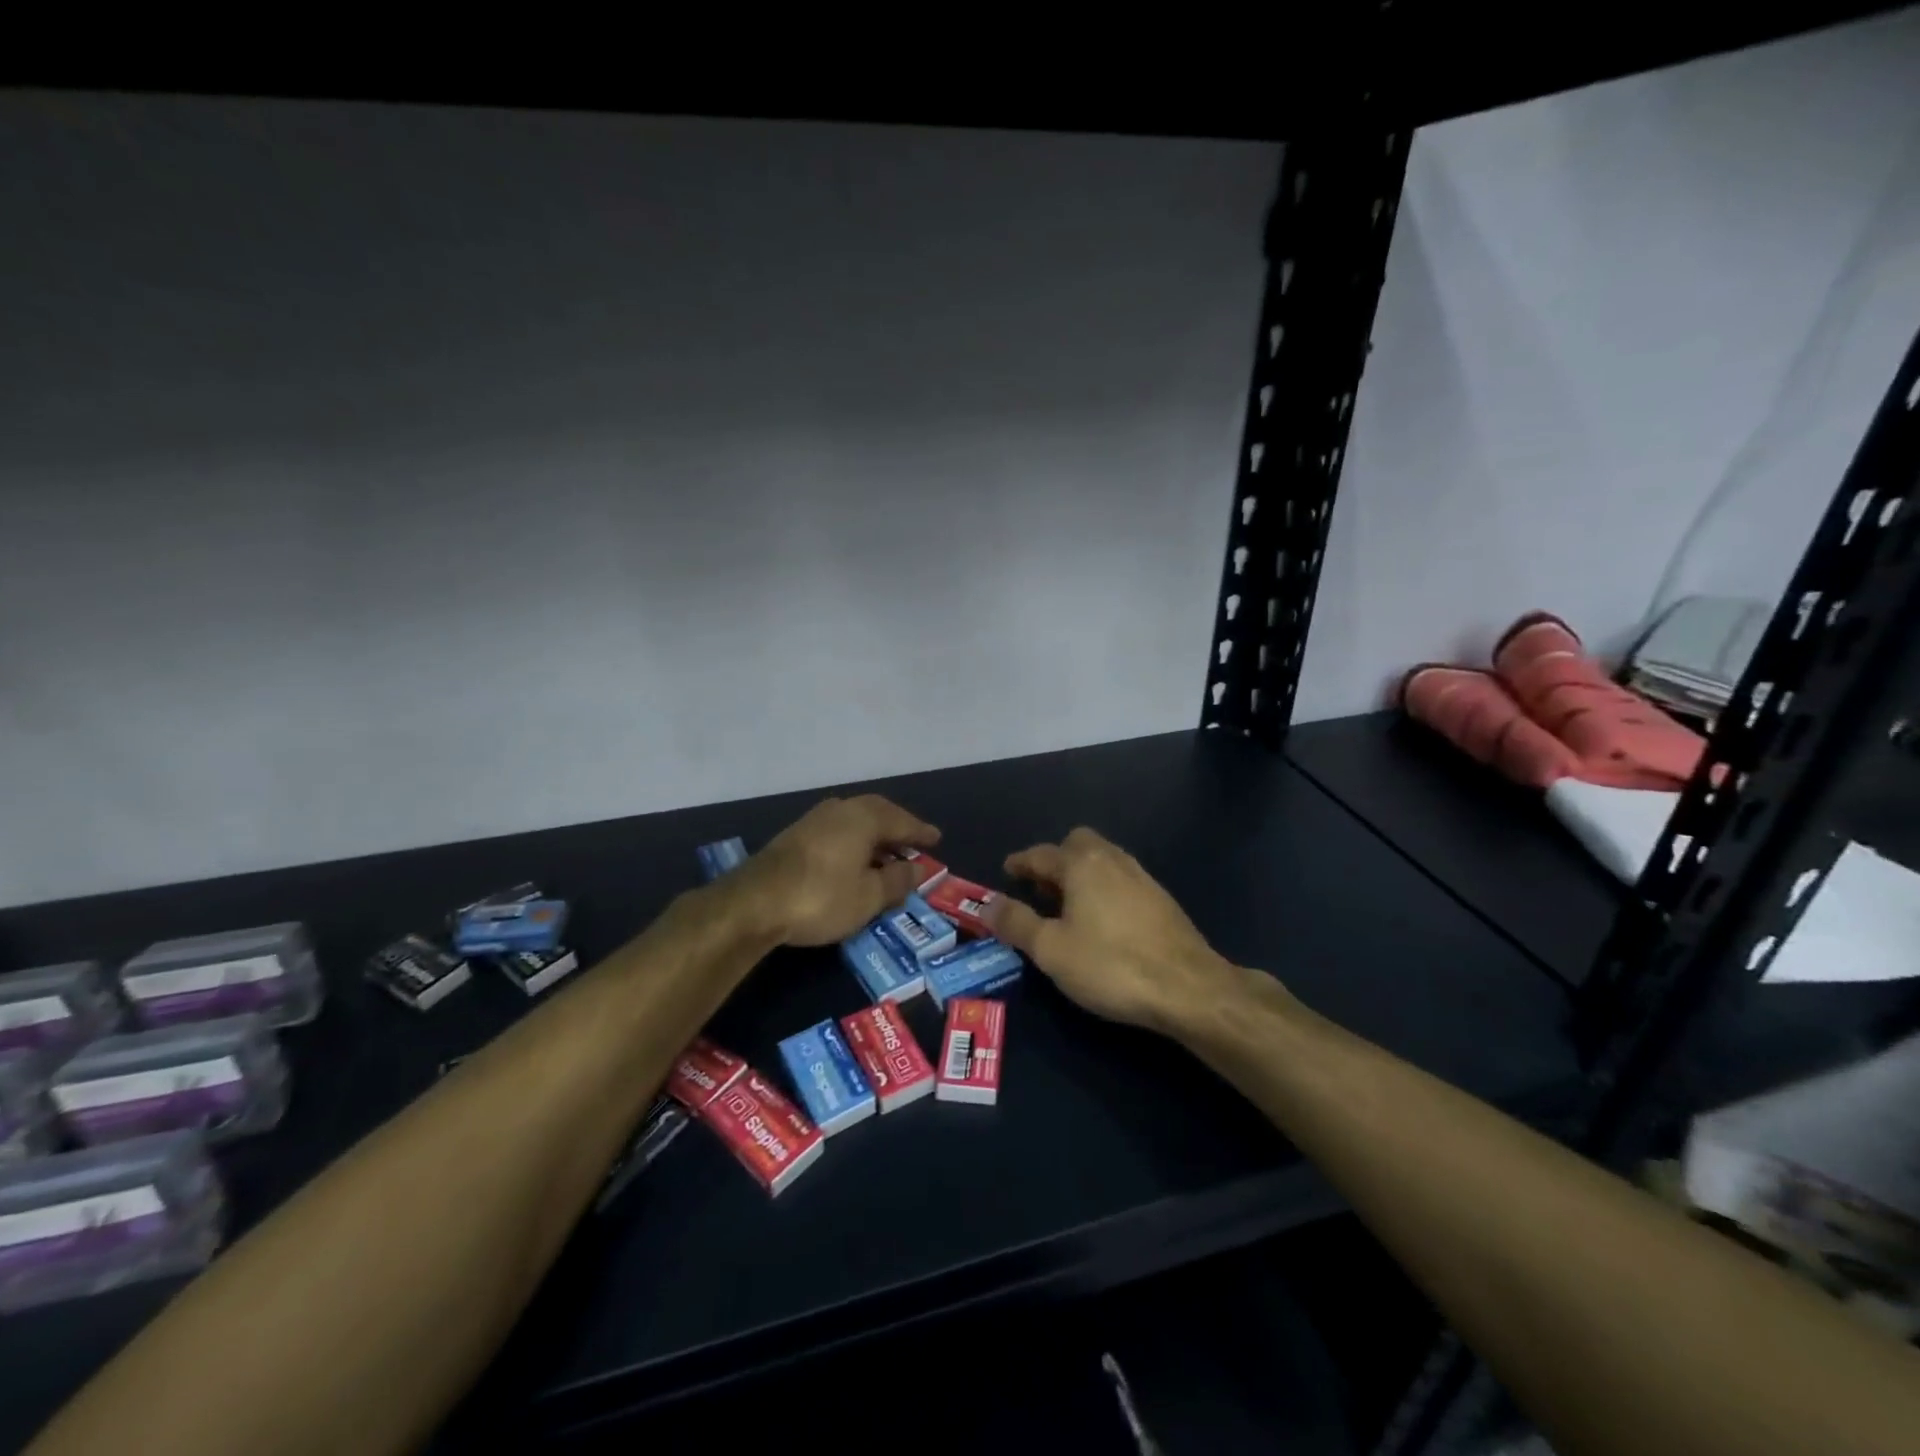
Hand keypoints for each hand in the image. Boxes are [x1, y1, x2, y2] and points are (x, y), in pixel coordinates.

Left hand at [732, 795, 940, 947]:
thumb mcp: (869, 896)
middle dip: (897, 827)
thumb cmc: (821, 897)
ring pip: (855, 819)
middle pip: (877, 812)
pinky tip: (853, 858)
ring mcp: (814, 820)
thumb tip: (919, 868)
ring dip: (874, 834)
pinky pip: (838, 829)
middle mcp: (840, 809)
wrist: (754, 903)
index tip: (937, 839)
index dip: (921, 832)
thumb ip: (898, 880)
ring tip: (886, 852)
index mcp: (864, 818)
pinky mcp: (795, 835)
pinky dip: (854, 840)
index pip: (902, 821)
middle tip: (913, 843)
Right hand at [984, 827, 1247, 1034]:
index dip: (1020, 863)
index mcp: (1081, 864)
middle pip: (1077, 844)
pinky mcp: (1161, 899)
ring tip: (1067, 905)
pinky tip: (1102, 920)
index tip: (1007, 871)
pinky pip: (1121, 879)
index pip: (1041, 854)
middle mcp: (1112, 860)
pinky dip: (1102, 887)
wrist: (1188, 987)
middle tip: (1039, 888)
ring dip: (1080, 873)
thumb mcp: (1051, 950)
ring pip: (1102, 860)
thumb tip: (987, 904)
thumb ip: (1016, 923)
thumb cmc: (1110, 965)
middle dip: (1055, 859)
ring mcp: (1141, 877)